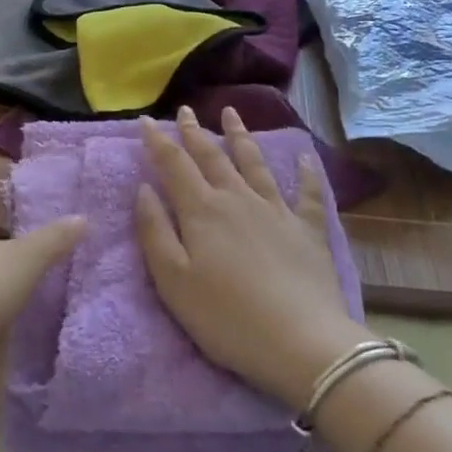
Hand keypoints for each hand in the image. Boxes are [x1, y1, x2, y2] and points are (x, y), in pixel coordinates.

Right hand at [135, 107, 369, 410]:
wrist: (300, 341)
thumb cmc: (226, 317)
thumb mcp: (173, 281)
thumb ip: (154, 231)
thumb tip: (143, 188)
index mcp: (202, 211)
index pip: (175, 165)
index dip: (158, 141)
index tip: (145, 121)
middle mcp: (238, 199)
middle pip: (212, 157)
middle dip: (195, 132)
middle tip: (185, 109)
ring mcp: (276, 210)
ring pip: (254, 163)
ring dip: (240, 136)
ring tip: (232, 113)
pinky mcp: (307, 229)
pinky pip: (308, 192)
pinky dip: (307, 172)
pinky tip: (305, 158)